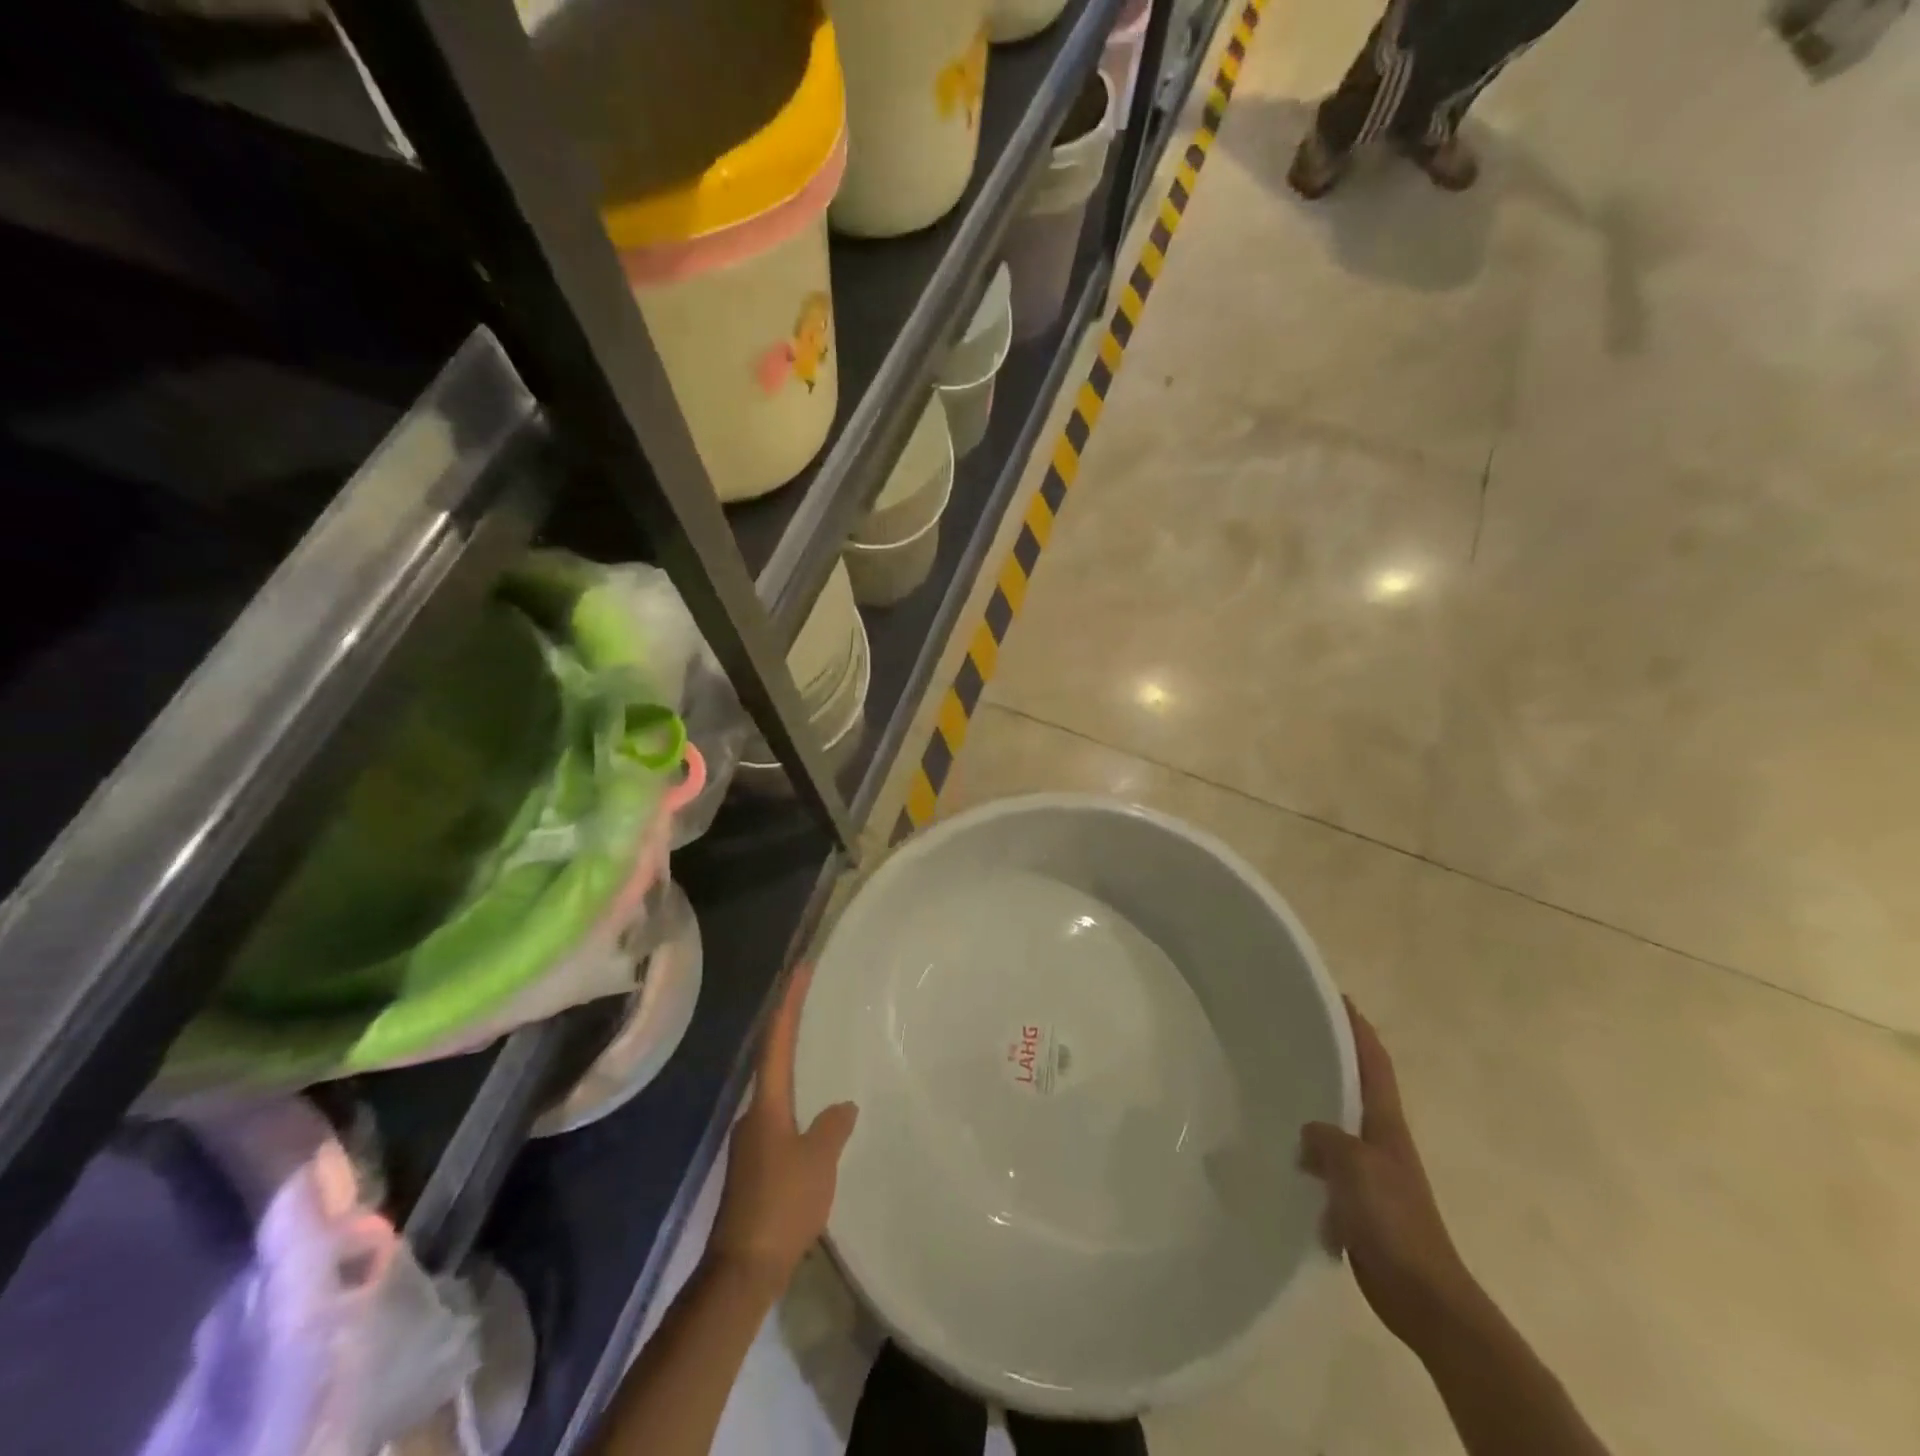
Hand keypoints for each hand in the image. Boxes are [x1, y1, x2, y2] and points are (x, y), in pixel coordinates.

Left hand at [711, 966, 858, 1292]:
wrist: (743, 1269)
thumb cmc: (782, 1205)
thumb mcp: (818, 1161)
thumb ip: (832, 1128)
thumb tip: (843, 1106)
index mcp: (767, 1105)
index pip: (777, 1041)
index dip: (788, 1003)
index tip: (800, 970)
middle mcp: (753, 1115)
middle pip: (771, 1061)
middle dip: (789, 1029)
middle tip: (811, 1003)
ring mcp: (751, 1142)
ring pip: (776, 1093)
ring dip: (793, 1067)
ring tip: (818, 1054)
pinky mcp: (755, 1166)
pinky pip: (780, 1119)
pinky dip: (795, 1103)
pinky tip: (813, 1117)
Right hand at [1300, 1000, 1477, 1351]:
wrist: (1424, 1296)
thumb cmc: (1393, 1222)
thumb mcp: (1354, 1167)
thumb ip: (1325, 1138)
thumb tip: (1307, 1135)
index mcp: (1385, 1123)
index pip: (1372, 1061)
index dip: (1356, 1027)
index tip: (1335, 997)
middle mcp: (1380, 1139)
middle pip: (1357, 1087)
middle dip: (1332, 1058)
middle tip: (1292, 1035)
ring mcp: (1373, 1172)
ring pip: (1339, 1125)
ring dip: (1316, 1106)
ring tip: (1277, 1090)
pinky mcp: (1361, 1201)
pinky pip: (1329, 1163)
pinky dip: (1309, 1154)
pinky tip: (1283, 1157)